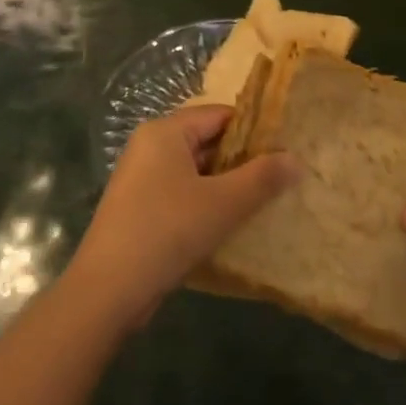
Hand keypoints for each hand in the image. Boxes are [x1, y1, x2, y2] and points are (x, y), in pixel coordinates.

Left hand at [65, 106, 300, 329]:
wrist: (108, 289)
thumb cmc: (167, 231)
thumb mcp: (223, 203)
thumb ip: (262, 178)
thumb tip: (296, 159)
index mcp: (165, 131)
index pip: (219, 115)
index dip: (254, 130)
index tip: (286, 149)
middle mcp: (149, 146)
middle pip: (206, 141)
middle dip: (242, 160)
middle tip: (281, 178)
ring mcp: (141, 178)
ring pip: (195, 171)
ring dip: (226, 185)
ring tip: (264, 202)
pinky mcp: (139, 208)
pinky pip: (181, 193)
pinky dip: (205, 203)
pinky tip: (230, 224)